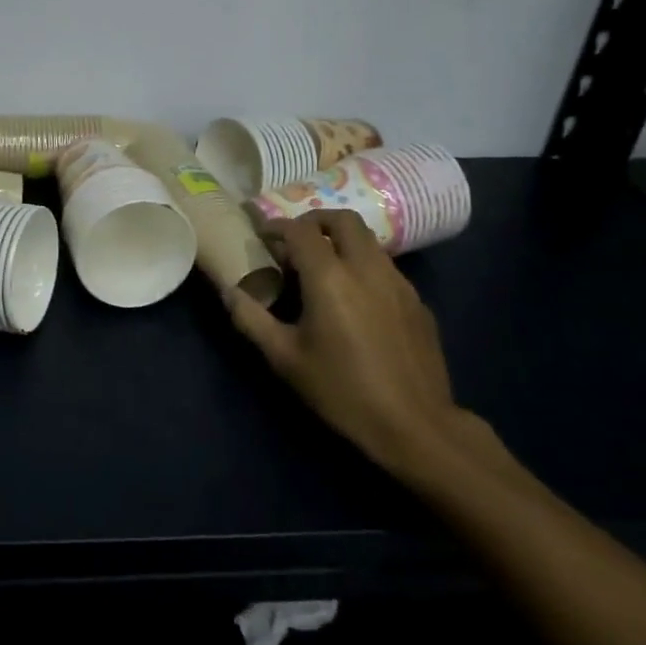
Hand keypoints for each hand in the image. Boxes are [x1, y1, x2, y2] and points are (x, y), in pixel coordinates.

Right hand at [226, 211, 472, 476]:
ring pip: (368, 241)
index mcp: (330, 278)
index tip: (262, 234)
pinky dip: (363, 266)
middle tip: (295, 240)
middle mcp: (366, 268)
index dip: (277, 226)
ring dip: (341, 242)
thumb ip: (251, 318)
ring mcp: (398, 283)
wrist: (414, 424)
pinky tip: (355, 299)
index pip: (300, 230)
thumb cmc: (341, 390)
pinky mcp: (417, 302)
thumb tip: (228, 290)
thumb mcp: (284, 358)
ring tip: (323, 268)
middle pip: (343, 220)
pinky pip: (385, 267)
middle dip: (315, 221)